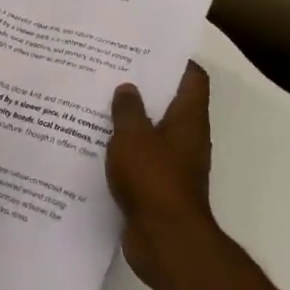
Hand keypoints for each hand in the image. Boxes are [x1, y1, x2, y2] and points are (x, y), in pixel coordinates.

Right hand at [106, 63, 215, 288]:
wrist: (165, 240)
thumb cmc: (154, 179)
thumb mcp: (133, 136)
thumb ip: (128, 110)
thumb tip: (128, 88)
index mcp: (188, 120)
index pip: (193, 79)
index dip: (176, 61)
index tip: (148, 49)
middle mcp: (187, 139)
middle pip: (171, 104)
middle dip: (145, 88)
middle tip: (113, 71)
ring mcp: (174, 165)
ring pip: (152, 132)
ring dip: (131, 120)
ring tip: (99, 103)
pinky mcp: (158, 187)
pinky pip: (141, 159)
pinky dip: (124, 150)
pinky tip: (96, 143)